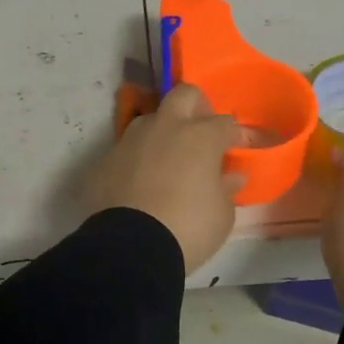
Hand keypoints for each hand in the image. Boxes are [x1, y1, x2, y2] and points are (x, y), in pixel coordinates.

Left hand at [89, 84, 244, 272]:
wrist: (131, 248)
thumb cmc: (189, 228)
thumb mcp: (222, 215)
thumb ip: (227, 189)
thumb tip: (230, 176)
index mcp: (200, 137)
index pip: (225, 123)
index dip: (234, 135)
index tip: (237, 149)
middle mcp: (165, 128)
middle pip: (184, 95)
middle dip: (197, 107)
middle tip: (201, 133)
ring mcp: (131, 140)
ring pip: (150, 119)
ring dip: (162, 132)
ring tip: (167, 161)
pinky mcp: (105, 160)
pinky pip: (126, 150)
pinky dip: (137, 160)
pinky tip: (140, 184)